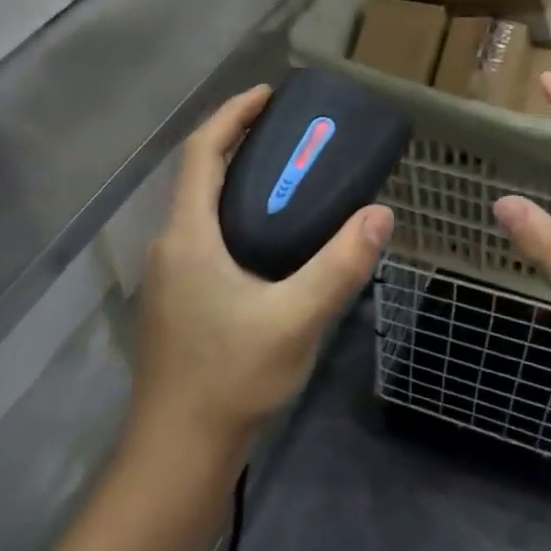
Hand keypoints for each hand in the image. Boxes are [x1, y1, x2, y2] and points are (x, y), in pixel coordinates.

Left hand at [133, 86, 392, 451]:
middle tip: (291, 130)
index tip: (268, 93)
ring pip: (202, 207)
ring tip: (288, 173)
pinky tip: (271, 236)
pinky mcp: (179, 301)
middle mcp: (171, 246)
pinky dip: (236, 213)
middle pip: (201, 174)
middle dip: (239, 141)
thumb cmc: (230, 379)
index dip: (232, 115)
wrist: (177, 456)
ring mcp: (171, 276)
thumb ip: (339, 265)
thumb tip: (380, 215)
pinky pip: (206, 235)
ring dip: (238, 178)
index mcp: (188, 236)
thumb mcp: (296, 318)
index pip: (202, 152)